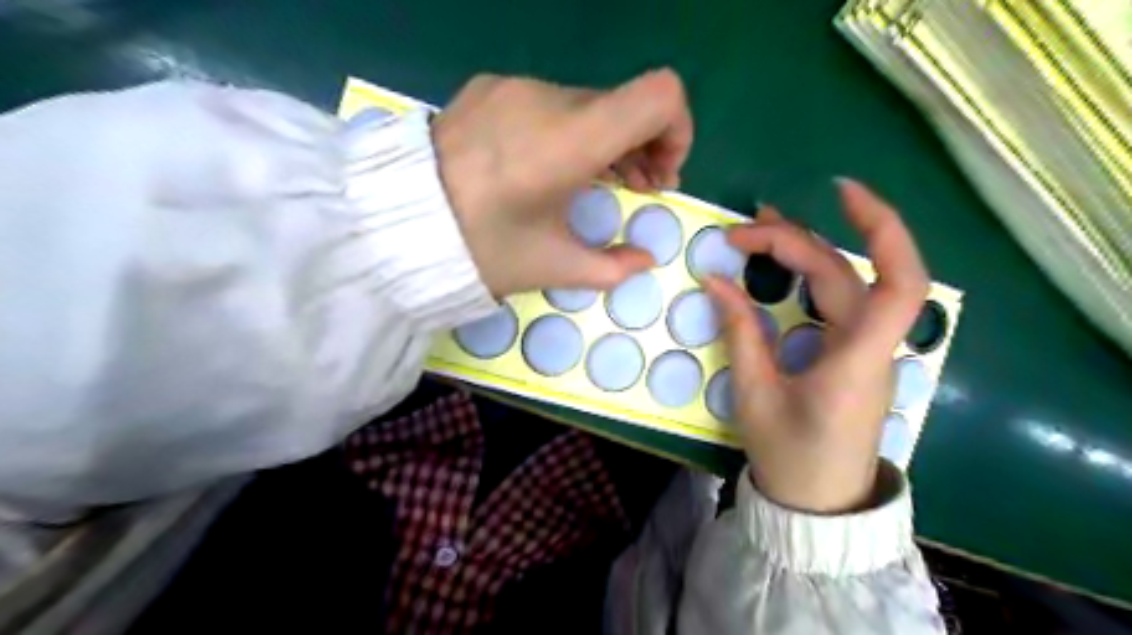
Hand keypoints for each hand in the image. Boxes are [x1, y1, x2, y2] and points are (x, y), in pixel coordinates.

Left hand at [433, 67, 694, 300]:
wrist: (396, 225)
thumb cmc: (481, 250)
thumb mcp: (553, 266)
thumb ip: (613, 266)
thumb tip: (646, 260)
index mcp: (568, 141)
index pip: (659, 95)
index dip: (677, 131)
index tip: (660, 174)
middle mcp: (546, 98)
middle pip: (625, 104)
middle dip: (642, 146)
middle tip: (633, 188)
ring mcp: (514, 87)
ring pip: (588, 104)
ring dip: (605, 139)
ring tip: (594, 180)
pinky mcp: (489, 88)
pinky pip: (549, 102)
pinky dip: (568, 129)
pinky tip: (546, 164)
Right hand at [705, 179, 928, 514]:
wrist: (819, 503)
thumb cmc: (789, 456)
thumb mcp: (756, 395)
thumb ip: (741, 333)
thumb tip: (715, 281)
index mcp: (856, 360)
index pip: (898, 282)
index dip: (881, 228)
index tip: (839, 192)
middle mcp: (870, 346)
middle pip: (847, 273)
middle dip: (796, 241)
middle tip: (741, 231)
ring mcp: (864, 349)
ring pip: (845, 283)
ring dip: (806, 251)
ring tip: (760, 231)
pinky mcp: (852, 354)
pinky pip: (836, 303)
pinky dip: (809, 276)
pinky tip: (782, 267)